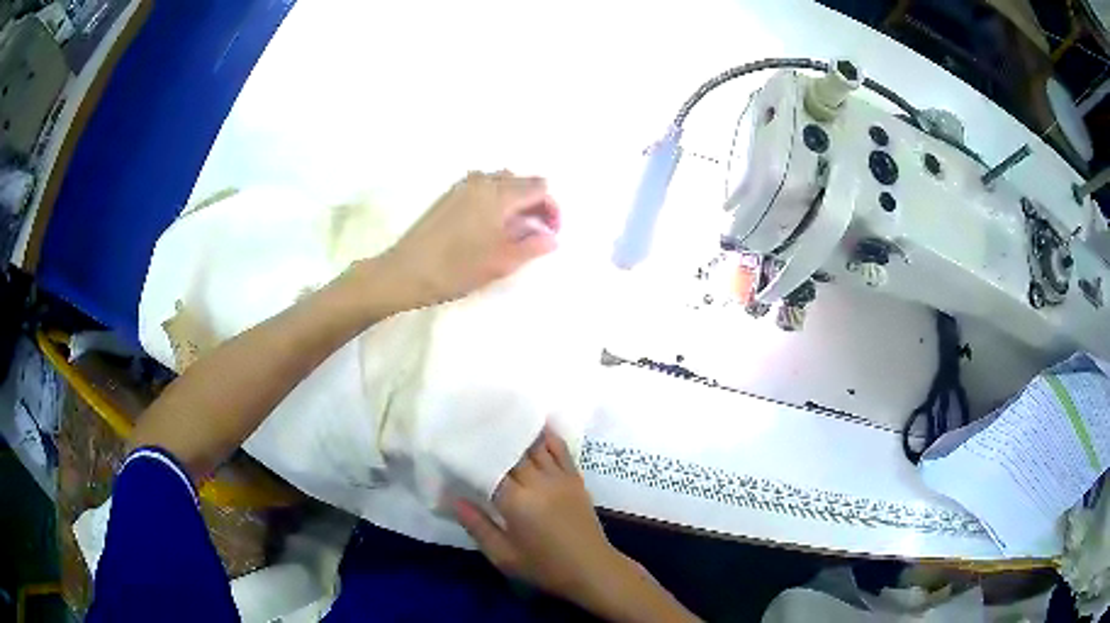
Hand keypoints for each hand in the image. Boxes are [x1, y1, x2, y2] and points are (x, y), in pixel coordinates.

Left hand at [380, 171, 559, 307]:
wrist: (406, 271)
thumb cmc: (457, 268)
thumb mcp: (501, 262)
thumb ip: (532, 246)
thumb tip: (552, 238)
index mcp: (499, 193)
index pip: (539, 187)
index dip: (551, 208)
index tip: (550, 233)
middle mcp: (483, 181)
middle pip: (521, 181)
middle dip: (535, 202)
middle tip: (535, 232)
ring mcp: (463, 186)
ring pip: (501, 181)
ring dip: (515, 199)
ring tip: (513, 229)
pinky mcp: (449, 195)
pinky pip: (482, 186)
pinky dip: (495, 198)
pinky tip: (489, 225)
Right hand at [454, 429, 626, 604]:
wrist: (591, 569)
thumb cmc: (544, 567)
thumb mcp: (504, 556)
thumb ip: (478, 527)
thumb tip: (454, 500)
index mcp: (516, 502)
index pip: (489, 469)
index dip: (474, 454)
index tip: (458, 442)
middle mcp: (538, 483)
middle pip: (512, 452)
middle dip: (494, 438)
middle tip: (475, 423)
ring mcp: (560, 478)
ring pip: (535, 446)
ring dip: (518, 432)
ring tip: (501, 417)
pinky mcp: (575, 479)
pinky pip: (561, 450)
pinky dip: (548, 436)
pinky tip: (538, 424)